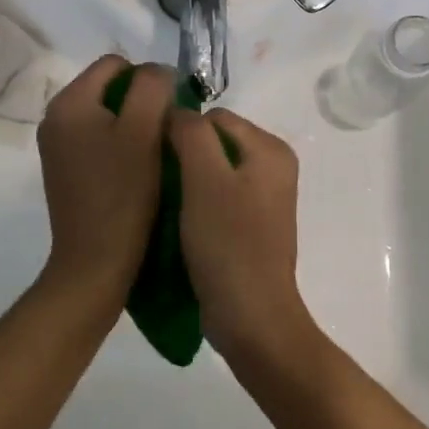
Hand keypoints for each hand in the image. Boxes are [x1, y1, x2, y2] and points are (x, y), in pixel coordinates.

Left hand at [36, 56, 173, 308]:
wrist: (95, 263)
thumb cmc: (123, 194)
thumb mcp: (144, 131)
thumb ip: (152, 88)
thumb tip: (157, 73)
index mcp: (69, 102)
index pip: (116, 63)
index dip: (150, 80)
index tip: (170, 113)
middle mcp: (55, 118)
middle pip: (110, 88)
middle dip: (142, 104)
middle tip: (166, 135)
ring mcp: (57, 147)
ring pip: (107, 116)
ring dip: (135, 127)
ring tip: (155, 156)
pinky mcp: (66, 171)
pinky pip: (99, 141)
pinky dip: (121, 148)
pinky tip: (137, 173)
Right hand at [168, 107, 321, 366]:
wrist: (251, 316)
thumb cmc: (228, 243)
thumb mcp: (204, 179)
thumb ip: (191, 133)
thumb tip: (176, 112)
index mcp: (270, 148)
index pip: (213, 116)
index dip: (180, 132)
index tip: (155, 161)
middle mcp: (273, 166)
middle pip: (214, 141)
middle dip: (184, 157)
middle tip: (157, 185)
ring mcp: (264, 197)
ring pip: (212, 170)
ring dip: (186, 182)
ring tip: (164, 204)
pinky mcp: (251, 224)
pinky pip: (217, 196)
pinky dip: (196, 203)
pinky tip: (179, 222)